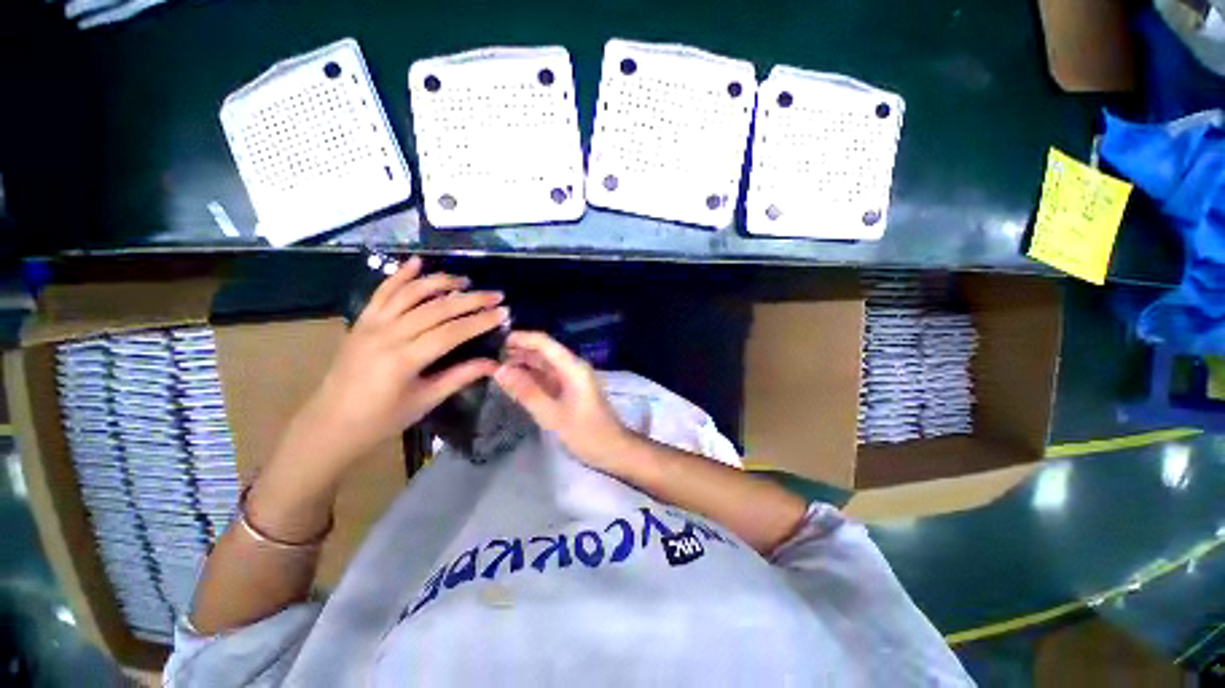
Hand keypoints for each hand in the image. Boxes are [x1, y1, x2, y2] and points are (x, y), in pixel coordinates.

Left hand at [281, 256, 507, 481]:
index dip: (480, 320)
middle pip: (436, 308)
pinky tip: (417, 262)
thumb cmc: (382, 419)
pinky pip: (382, 292)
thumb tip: (494, 363)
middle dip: (470, 299)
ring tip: (465, 280)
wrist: (330, 423)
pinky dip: (400, 275)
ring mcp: (371, 324)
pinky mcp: (362, 321)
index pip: (452, 332)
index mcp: (404, 359)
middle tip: (496, 294)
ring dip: (440, 282)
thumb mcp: (426, 400)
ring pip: (410, 293)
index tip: (503, 312)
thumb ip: (460, 377)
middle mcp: (388, 335)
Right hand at [493, 331, 632, 472]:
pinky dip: (531, 378)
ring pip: (544, 365)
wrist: (613, 449)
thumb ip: (526, 391)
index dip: (522, 338)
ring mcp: (571, 379)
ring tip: (495, 368)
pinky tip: (514, 382)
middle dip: (518, 351)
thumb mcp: (552, 415)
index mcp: (572, 367)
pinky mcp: (570, 390)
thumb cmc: (586, 433)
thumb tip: (499, 370)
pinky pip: (547, 378)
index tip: (496, 341)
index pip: (545, 343)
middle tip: (489, 357)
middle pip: (543, 352)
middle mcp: (572, 368)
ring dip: (523, 365)